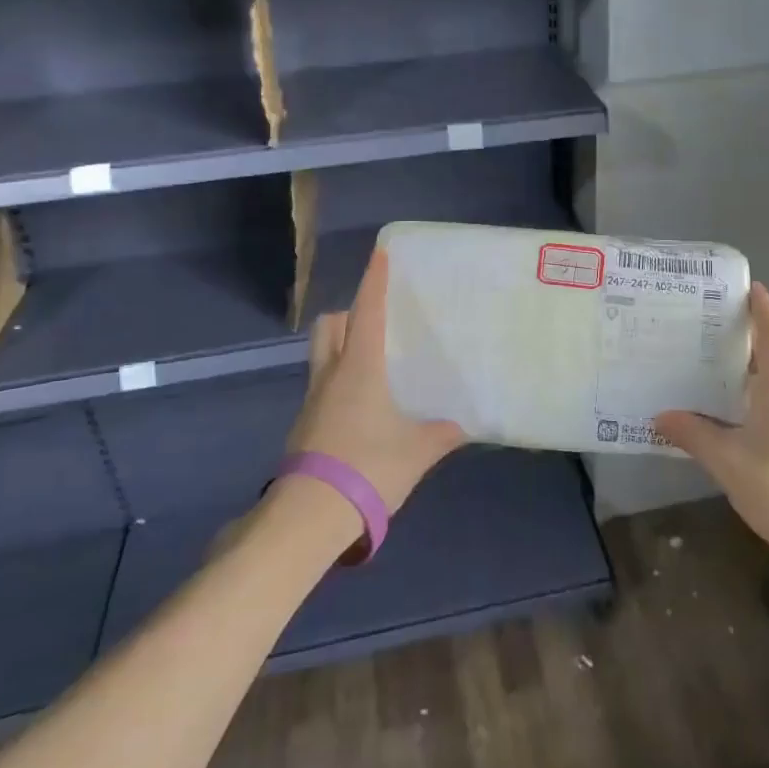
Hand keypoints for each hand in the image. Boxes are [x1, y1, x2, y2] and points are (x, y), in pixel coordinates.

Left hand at [287, 249, 465, 512]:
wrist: (310, 515)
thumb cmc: (368, 468)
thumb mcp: (417, 451)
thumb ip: (442, 433)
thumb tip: (464, 425)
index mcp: (359, 368)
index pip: (366, 312)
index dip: (374, 280)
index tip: (380, 253)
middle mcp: (331, 374)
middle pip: (330, 326)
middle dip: (348, 312)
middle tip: (375, 318)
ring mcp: (313, 400)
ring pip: (322, 354)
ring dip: (341, 345)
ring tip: (372, 361)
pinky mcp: (304, 425)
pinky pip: (322, 384)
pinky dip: (339, 379)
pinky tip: (362, 405)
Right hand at [655, 283, 768, 575]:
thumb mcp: (729, 464)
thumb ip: (693, 435)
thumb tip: (660, 416)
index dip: (764, 309)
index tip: (750, 287)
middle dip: (746, 342)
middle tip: (707, 334)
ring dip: (751, 376)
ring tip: (713, 376)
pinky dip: (762, 401)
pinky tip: (739, 421)